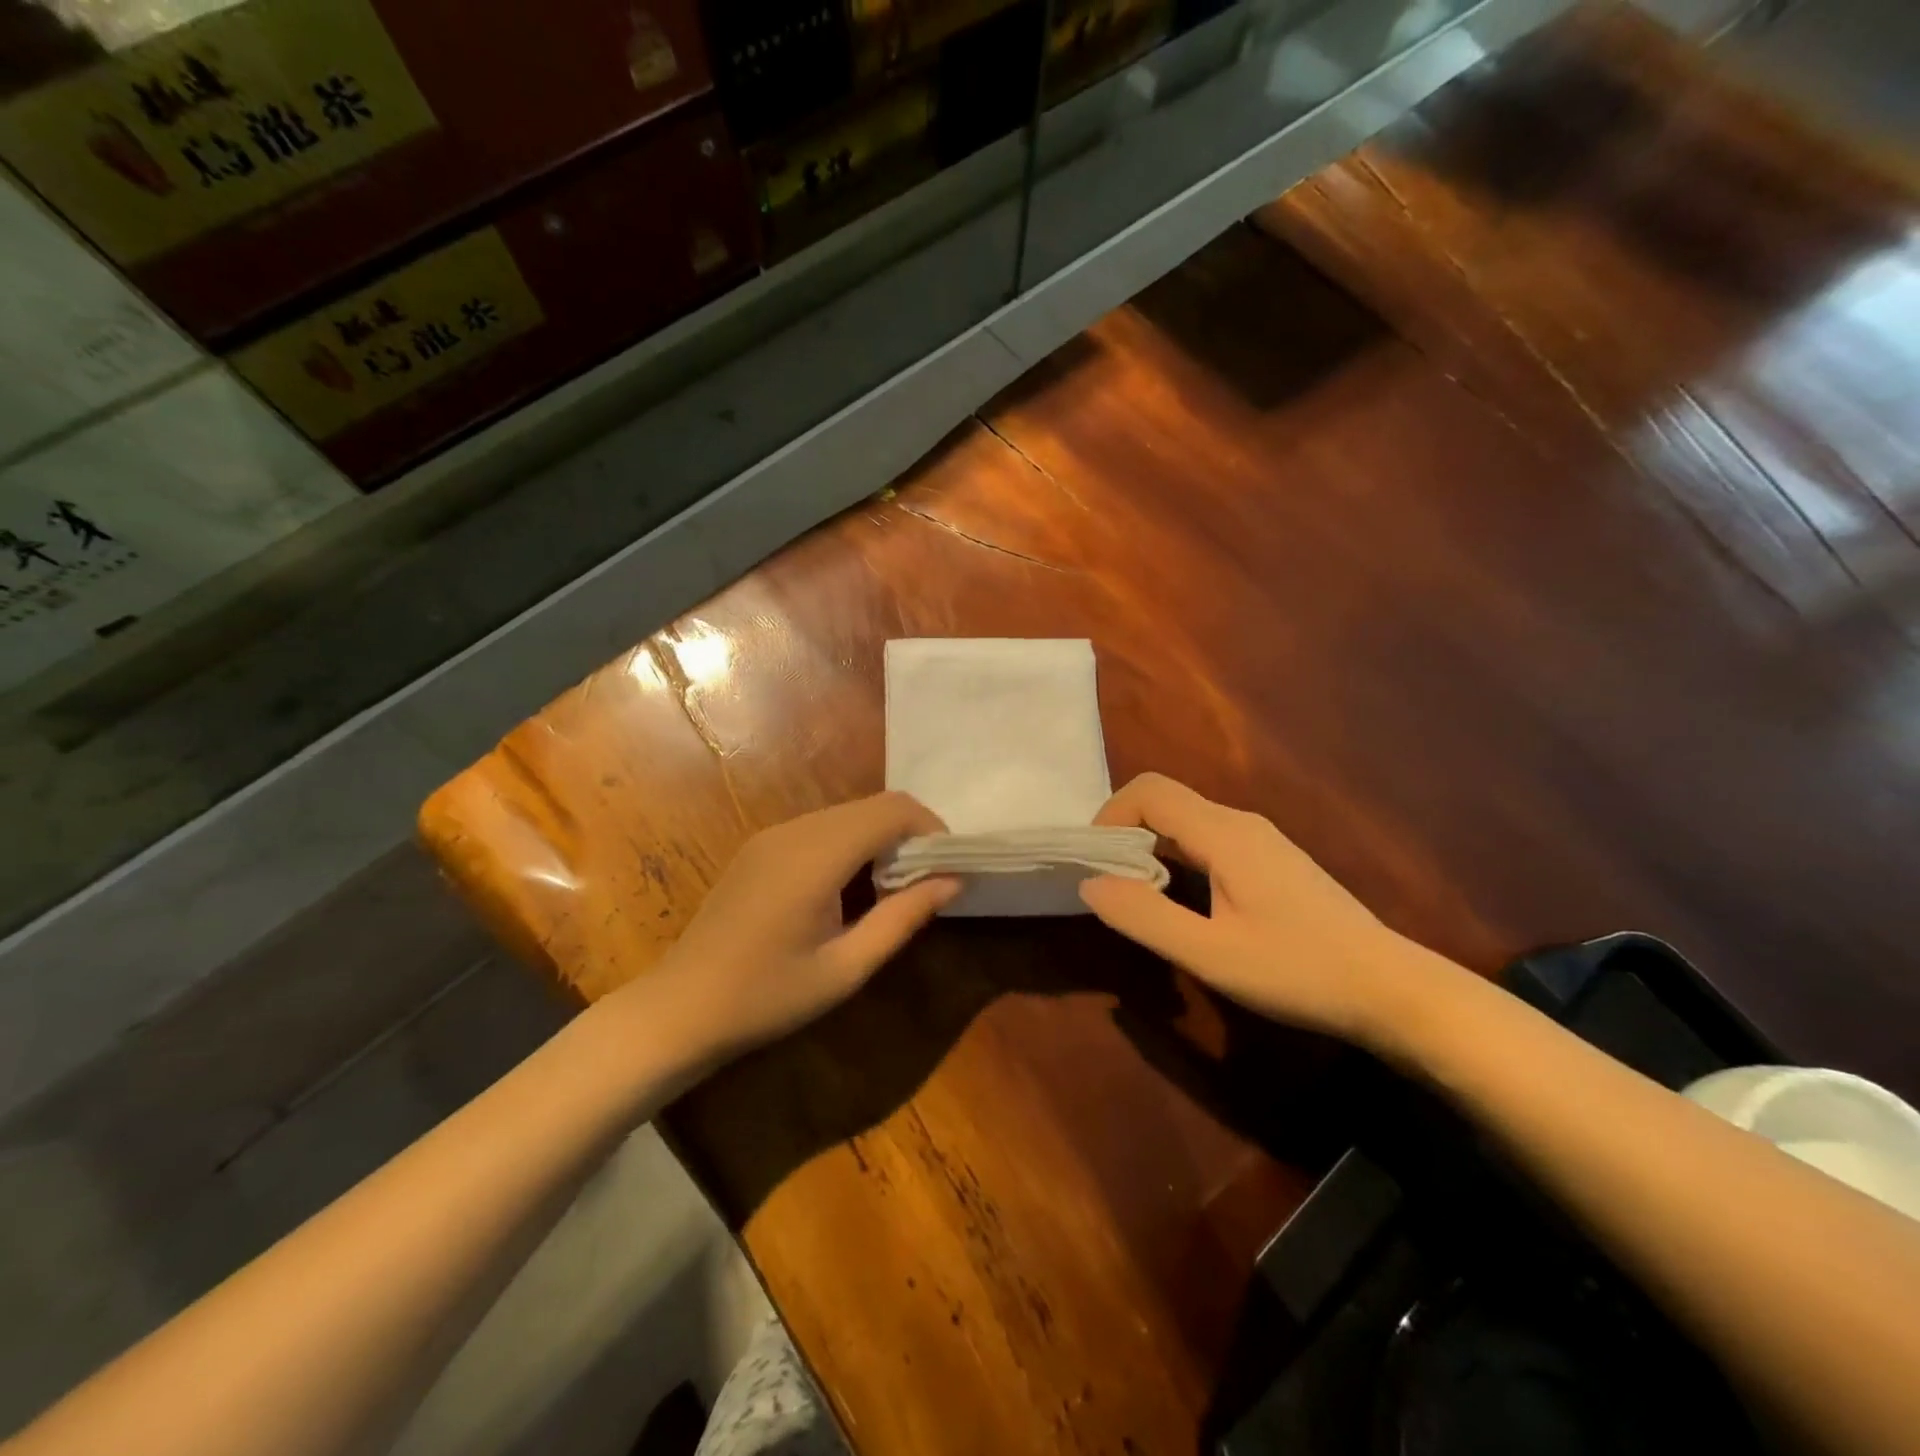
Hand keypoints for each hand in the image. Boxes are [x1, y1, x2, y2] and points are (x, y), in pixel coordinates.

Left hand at [642, 792, 959, 1061]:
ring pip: (847, 814)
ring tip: (893, 890)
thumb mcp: (846, 968)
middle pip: (871, 806)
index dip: (931, 828)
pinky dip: (852, 844)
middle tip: (927, 882)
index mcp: (816, 856)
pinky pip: (822, 828)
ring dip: (881, 839)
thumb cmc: (767, 997)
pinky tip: (850, 888)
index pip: (892, 810)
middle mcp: (795, 830)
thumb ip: (903, 917)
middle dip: (910, 834)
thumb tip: (953, 881)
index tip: (950, 866)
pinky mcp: (760, 847)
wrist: (680, 1008)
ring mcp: (772, 835)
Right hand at [1079, 773, 1422, 1041]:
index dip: (1110, 814)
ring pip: (1188, 821)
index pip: (1150, 791)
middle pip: (1167, 801)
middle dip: (1126, 831)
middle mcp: (1242, 823)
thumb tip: (1091, 883)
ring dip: (1152, 846)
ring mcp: (1262, 840)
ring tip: (1139, 896)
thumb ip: (1145, 916)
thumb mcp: (1211, 954)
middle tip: (1109, 884)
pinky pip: (1210, 839)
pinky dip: (1179, 856)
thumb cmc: (1298, 971)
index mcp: (1225, 834)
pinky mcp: (1273, 860)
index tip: (1094, 861)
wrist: (1392, 989)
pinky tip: (1185, 901)